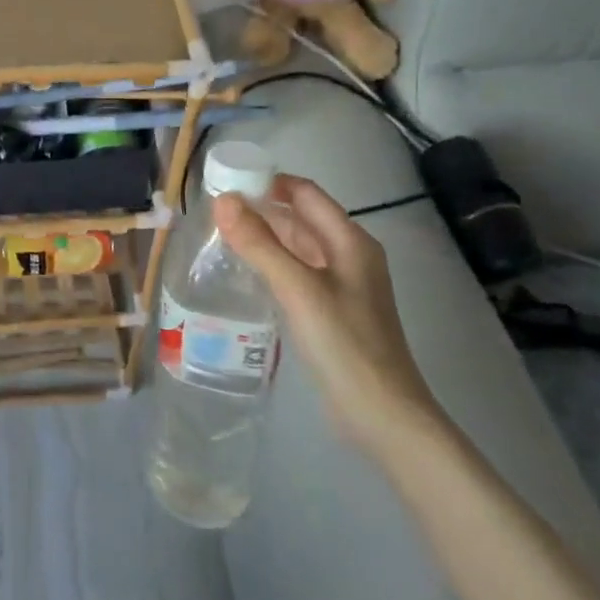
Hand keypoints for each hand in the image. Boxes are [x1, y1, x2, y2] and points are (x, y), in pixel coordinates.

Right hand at [214, 175, 442, 449]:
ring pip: (299, 247)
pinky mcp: (334, 312)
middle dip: (262, 210)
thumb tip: (223, 200)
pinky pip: (299, 274)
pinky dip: (273, 265)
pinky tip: (247, 275)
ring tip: (222, 238)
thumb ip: (259, 244)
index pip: (305, 193)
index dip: (268, 182)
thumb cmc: (345, 345)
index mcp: (350, 241)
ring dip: (266, 238)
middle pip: (302, 218)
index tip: (227, 182)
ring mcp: (343, 286)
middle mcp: (349, 256)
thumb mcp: (298, 289)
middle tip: (215, 213)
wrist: (384, 417)